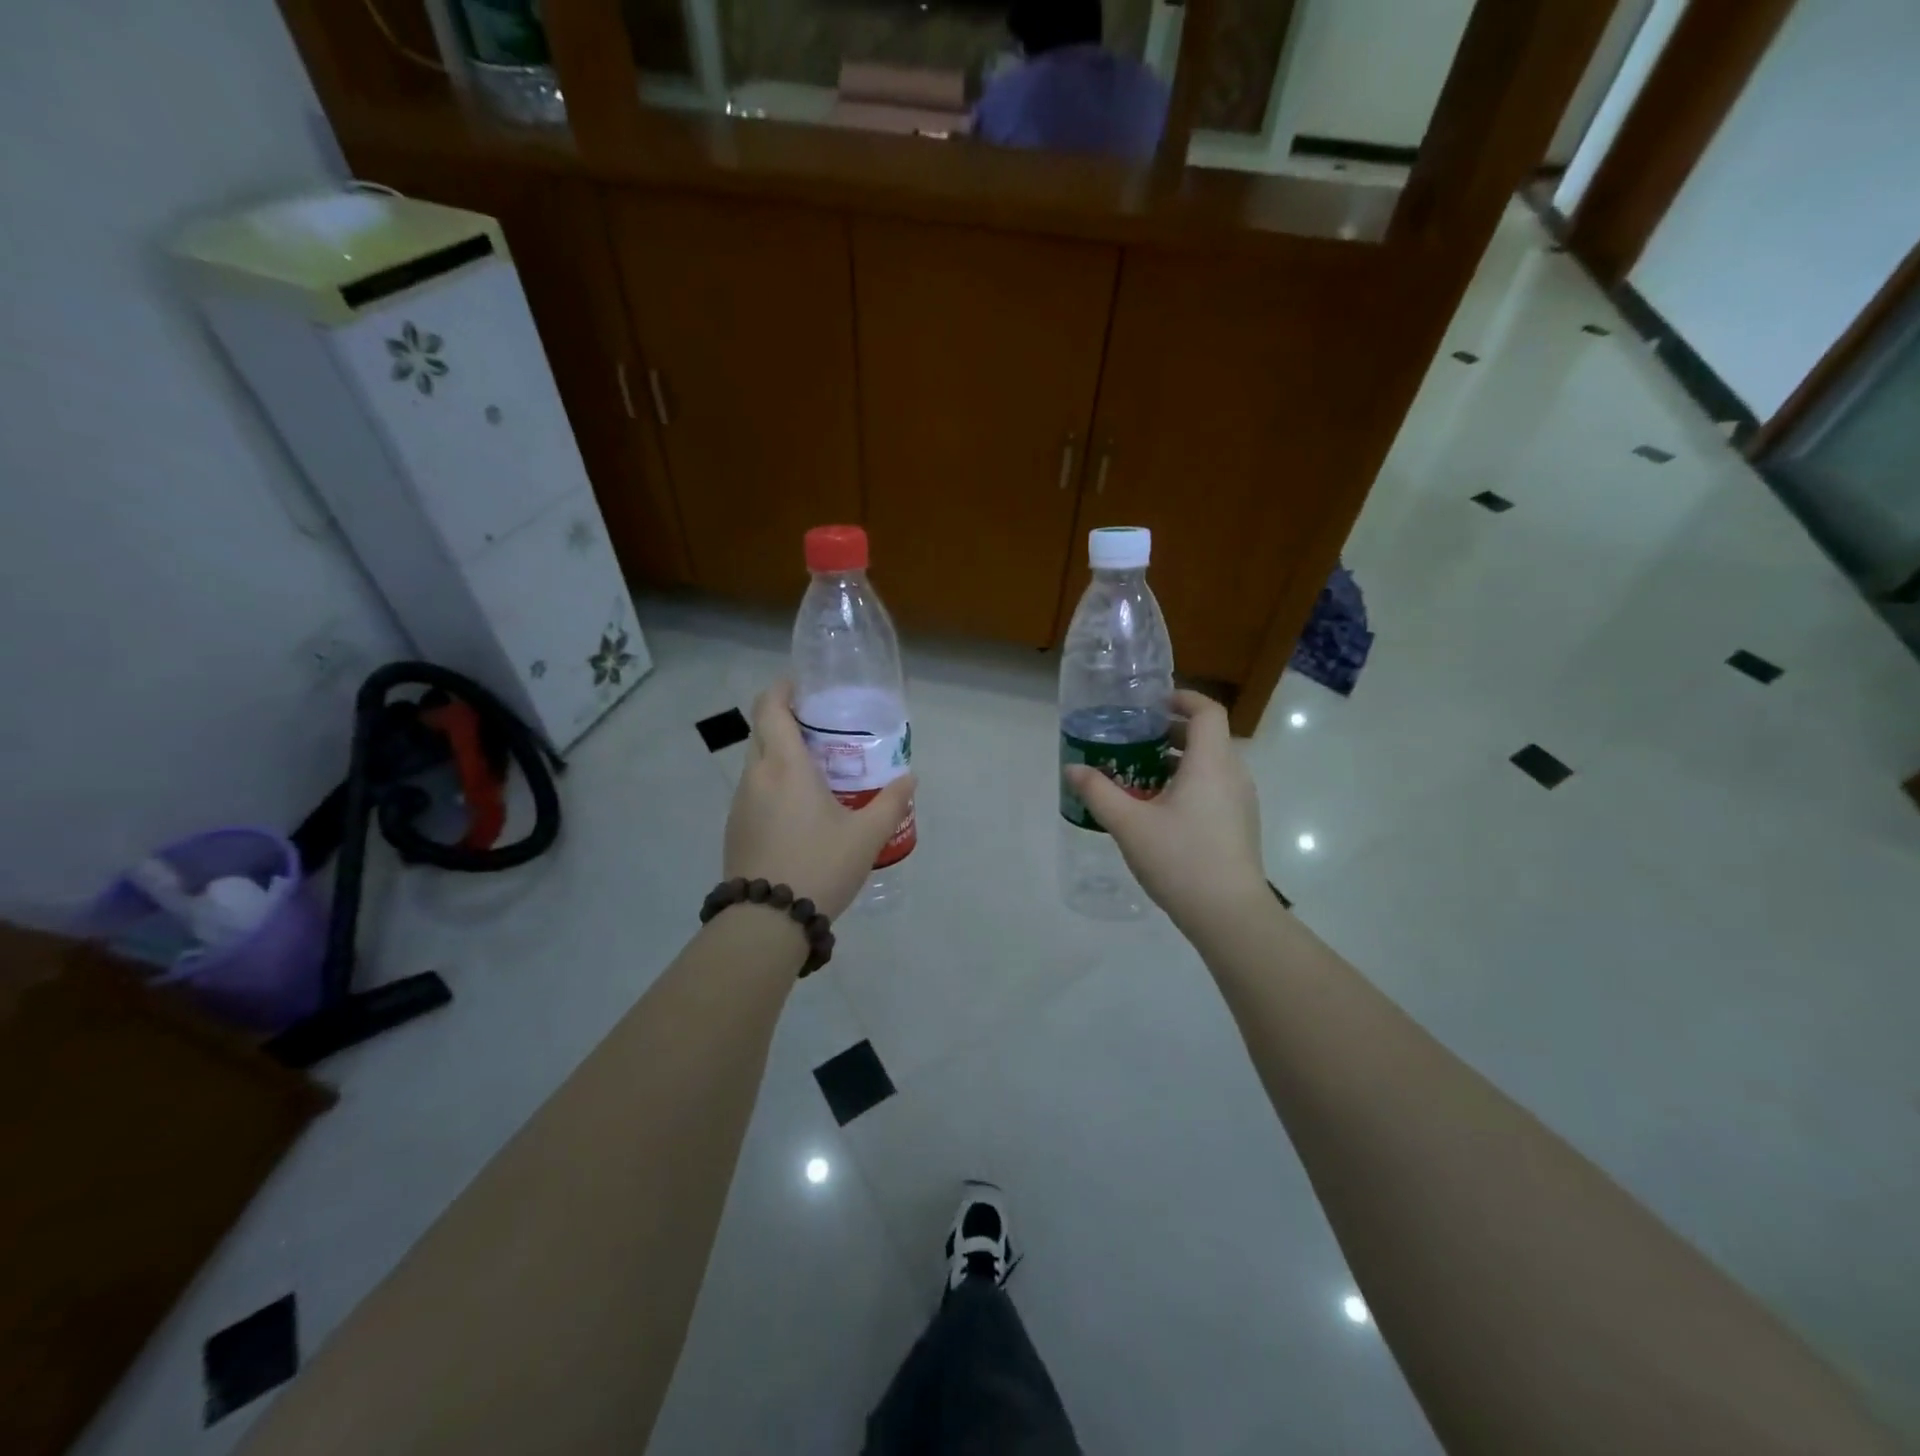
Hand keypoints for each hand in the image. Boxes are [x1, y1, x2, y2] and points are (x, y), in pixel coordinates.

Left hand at [723, 681, 915, 920]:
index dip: (782, 688)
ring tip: (816, 770)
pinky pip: (754, 791)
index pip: (771, 707)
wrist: (766, 921)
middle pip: (763, 731)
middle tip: (822, 727)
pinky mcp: (735, 828)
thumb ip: (891, 803)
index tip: (803, 685)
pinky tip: (799, 810)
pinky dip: (773, 784)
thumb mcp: (866, 836)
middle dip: (786, 719)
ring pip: (757, 763)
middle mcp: (756, 776)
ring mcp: (740, 803)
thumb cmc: (819, 866)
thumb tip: (910, 778)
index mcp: (785, 766)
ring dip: (780, 755)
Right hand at [1063, 689, 1267, 928]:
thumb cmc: (1181, 859)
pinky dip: (1188, 785)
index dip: (1182, 698)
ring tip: (1138, 777)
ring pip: (1210, 765)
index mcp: (1211, 762)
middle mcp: (1232, 774)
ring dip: (1177, 762)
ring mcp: (1241, 802)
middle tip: (1133, 741)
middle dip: (1170, 733)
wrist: (1230, 915)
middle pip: (1207, 737)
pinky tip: (1158, 812)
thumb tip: (1072, 768)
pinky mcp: (1240, 825)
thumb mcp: (1129, 824)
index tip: (1151, 704)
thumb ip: (1098, 792)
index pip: (1207, 710)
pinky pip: (1214, 789)